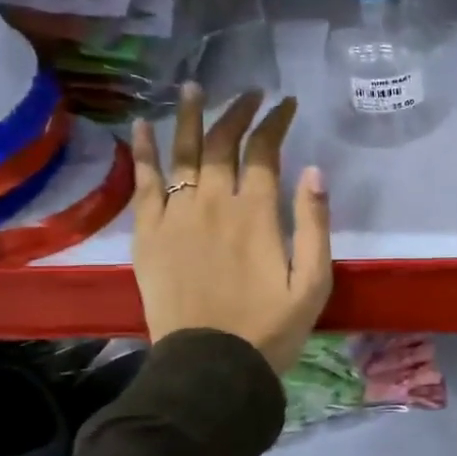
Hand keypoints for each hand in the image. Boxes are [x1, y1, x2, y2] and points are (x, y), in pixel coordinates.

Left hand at [130, 86, 332, 373]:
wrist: (211, 367)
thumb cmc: (270, 328)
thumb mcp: (314, 283)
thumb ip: (315, 224)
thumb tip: (314, 170)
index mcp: (256, 214)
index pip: (265, 151)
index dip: (276, 122)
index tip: (287, 104)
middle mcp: (213, 203)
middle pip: (222, 144)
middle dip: (238, 112)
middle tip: (249, 94)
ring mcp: (175, 216)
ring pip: (181, 153)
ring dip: (188, 117)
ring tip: (193, 89)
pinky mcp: (148, 235)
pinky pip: (143, 184)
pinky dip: (143, 154)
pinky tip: (141, 128)